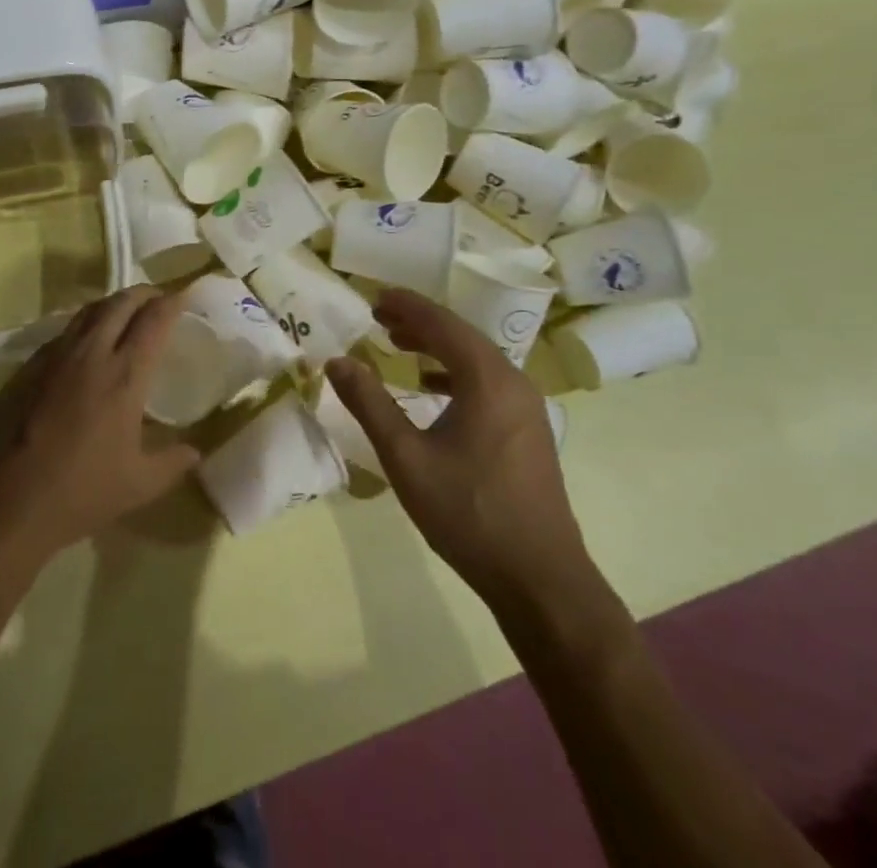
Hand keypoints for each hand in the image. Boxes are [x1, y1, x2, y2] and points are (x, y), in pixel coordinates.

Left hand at [0, 286, 200, 561]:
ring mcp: (54, 356)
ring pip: (88, 311)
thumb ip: (173, 463)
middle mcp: (90, 353)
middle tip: (157, 300)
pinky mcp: (28, 366)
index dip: (171, 303)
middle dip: (143, 294)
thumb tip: (195, 452)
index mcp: (124, 375)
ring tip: (124, 313)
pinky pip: (63, 332)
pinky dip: (83, 326)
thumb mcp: (139, 485)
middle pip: (120, 303)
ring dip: (112, 305)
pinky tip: (85, 346)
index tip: (183, 299)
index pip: (153, 320)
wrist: (6, 500)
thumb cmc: (79, 492)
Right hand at [325, 289, 586, 607]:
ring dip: (437, 346)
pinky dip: (455, 372)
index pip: (441, 324)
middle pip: (462, 335)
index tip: (374, 296)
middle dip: (419, 322)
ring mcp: (526, 408)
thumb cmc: (469, 513)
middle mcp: (513, 382)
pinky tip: (432, 389)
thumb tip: (337, 361)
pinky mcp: (528, 430)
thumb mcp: (406, 458)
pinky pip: (487, 382)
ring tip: (399, 344)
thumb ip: (369, 404)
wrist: (540, 580)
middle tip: (380, 316)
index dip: (406, 306)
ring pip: (476, 358)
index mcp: (488, 380)